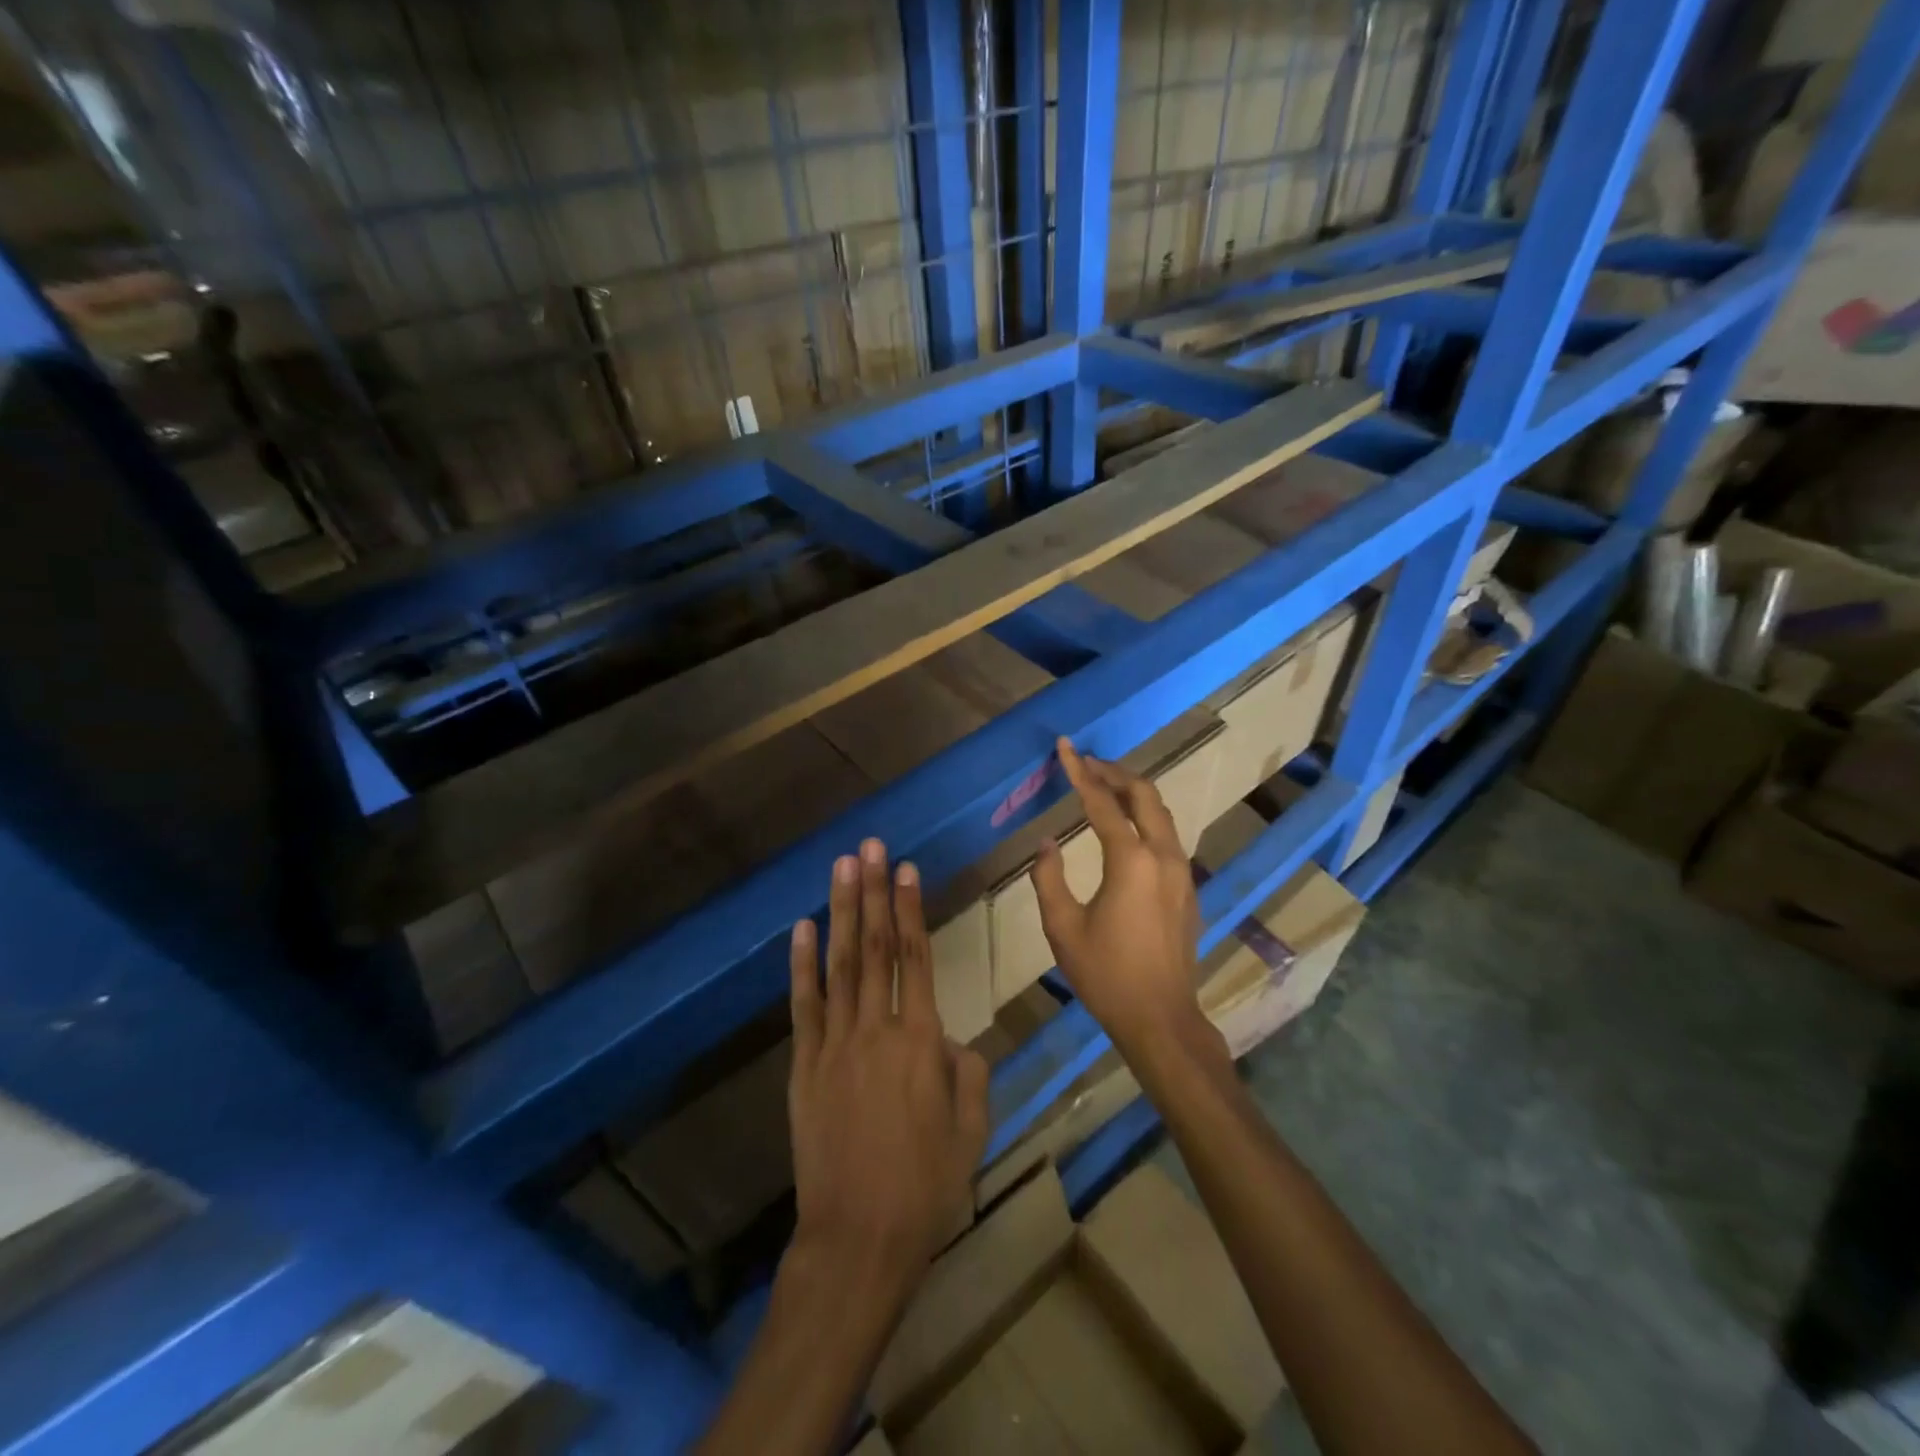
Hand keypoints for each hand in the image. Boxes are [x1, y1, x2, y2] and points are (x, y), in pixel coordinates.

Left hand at [786, 838, 988, 1311]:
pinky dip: (801, 965)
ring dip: (841, 912)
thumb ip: (967, 1074)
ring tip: (842, 867)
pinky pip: (803, 1005)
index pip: (917, 958)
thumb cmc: (926, 1187)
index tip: (906, 869)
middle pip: (875, 948)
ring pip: (840, 965)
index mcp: (921, 1042)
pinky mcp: (804, 1066)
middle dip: (873, 892)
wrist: (859, 1238)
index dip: (910, 909)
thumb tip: (951, 1042)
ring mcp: (835, 1045)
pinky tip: (801, 928)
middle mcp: (877, 1029)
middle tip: (871, 847)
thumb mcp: (971, 1130)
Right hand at [1031, 738, 1206, 1056]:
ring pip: (1161, 813)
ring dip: (1133, 792)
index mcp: (1131, 861)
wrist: (1160, 1018)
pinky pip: (1167, 835)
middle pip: (1144, 795)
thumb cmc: (1105, 974)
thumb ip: (1048, 878)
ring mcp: (1182, 871)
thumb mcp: (1062, 927)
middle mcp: (1163, 856)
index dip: (1080, 772)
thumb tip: (1047, 843)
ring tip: (1104, 785)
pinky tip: (1126, 826)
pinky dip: (1145, 817)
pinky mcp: (1188, 888)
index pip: (1102, 802)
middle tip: (1086, 762)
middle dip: (1114, 772)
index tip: (1065, 747)